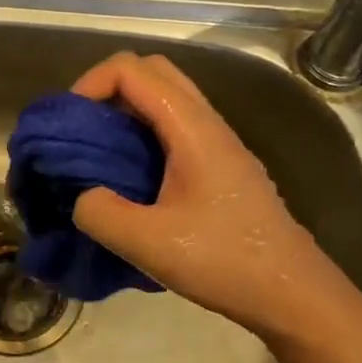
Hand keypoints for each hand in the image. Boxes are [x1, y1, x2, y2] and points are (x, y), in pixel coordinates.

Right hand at [68, 52, 347, 343]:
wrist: (291, 292)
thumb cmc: (225, 262)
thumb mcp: (149, 245)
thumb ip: (101, 214)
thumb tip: (82, 198)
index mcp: (192, 129)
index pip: (133, 70)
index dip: (91, 83)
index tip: (70, 123)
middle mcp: (208, 124)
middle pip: (153, 72)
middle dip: (108, 89)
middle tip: (83, 130)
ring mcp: (219, 144)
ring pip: (167, 99)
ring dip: (127, 112)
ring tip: (99, 154)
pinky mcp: (221, 166)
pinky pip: (176, 127)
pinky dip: (144, 133)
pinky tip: (131, 178)